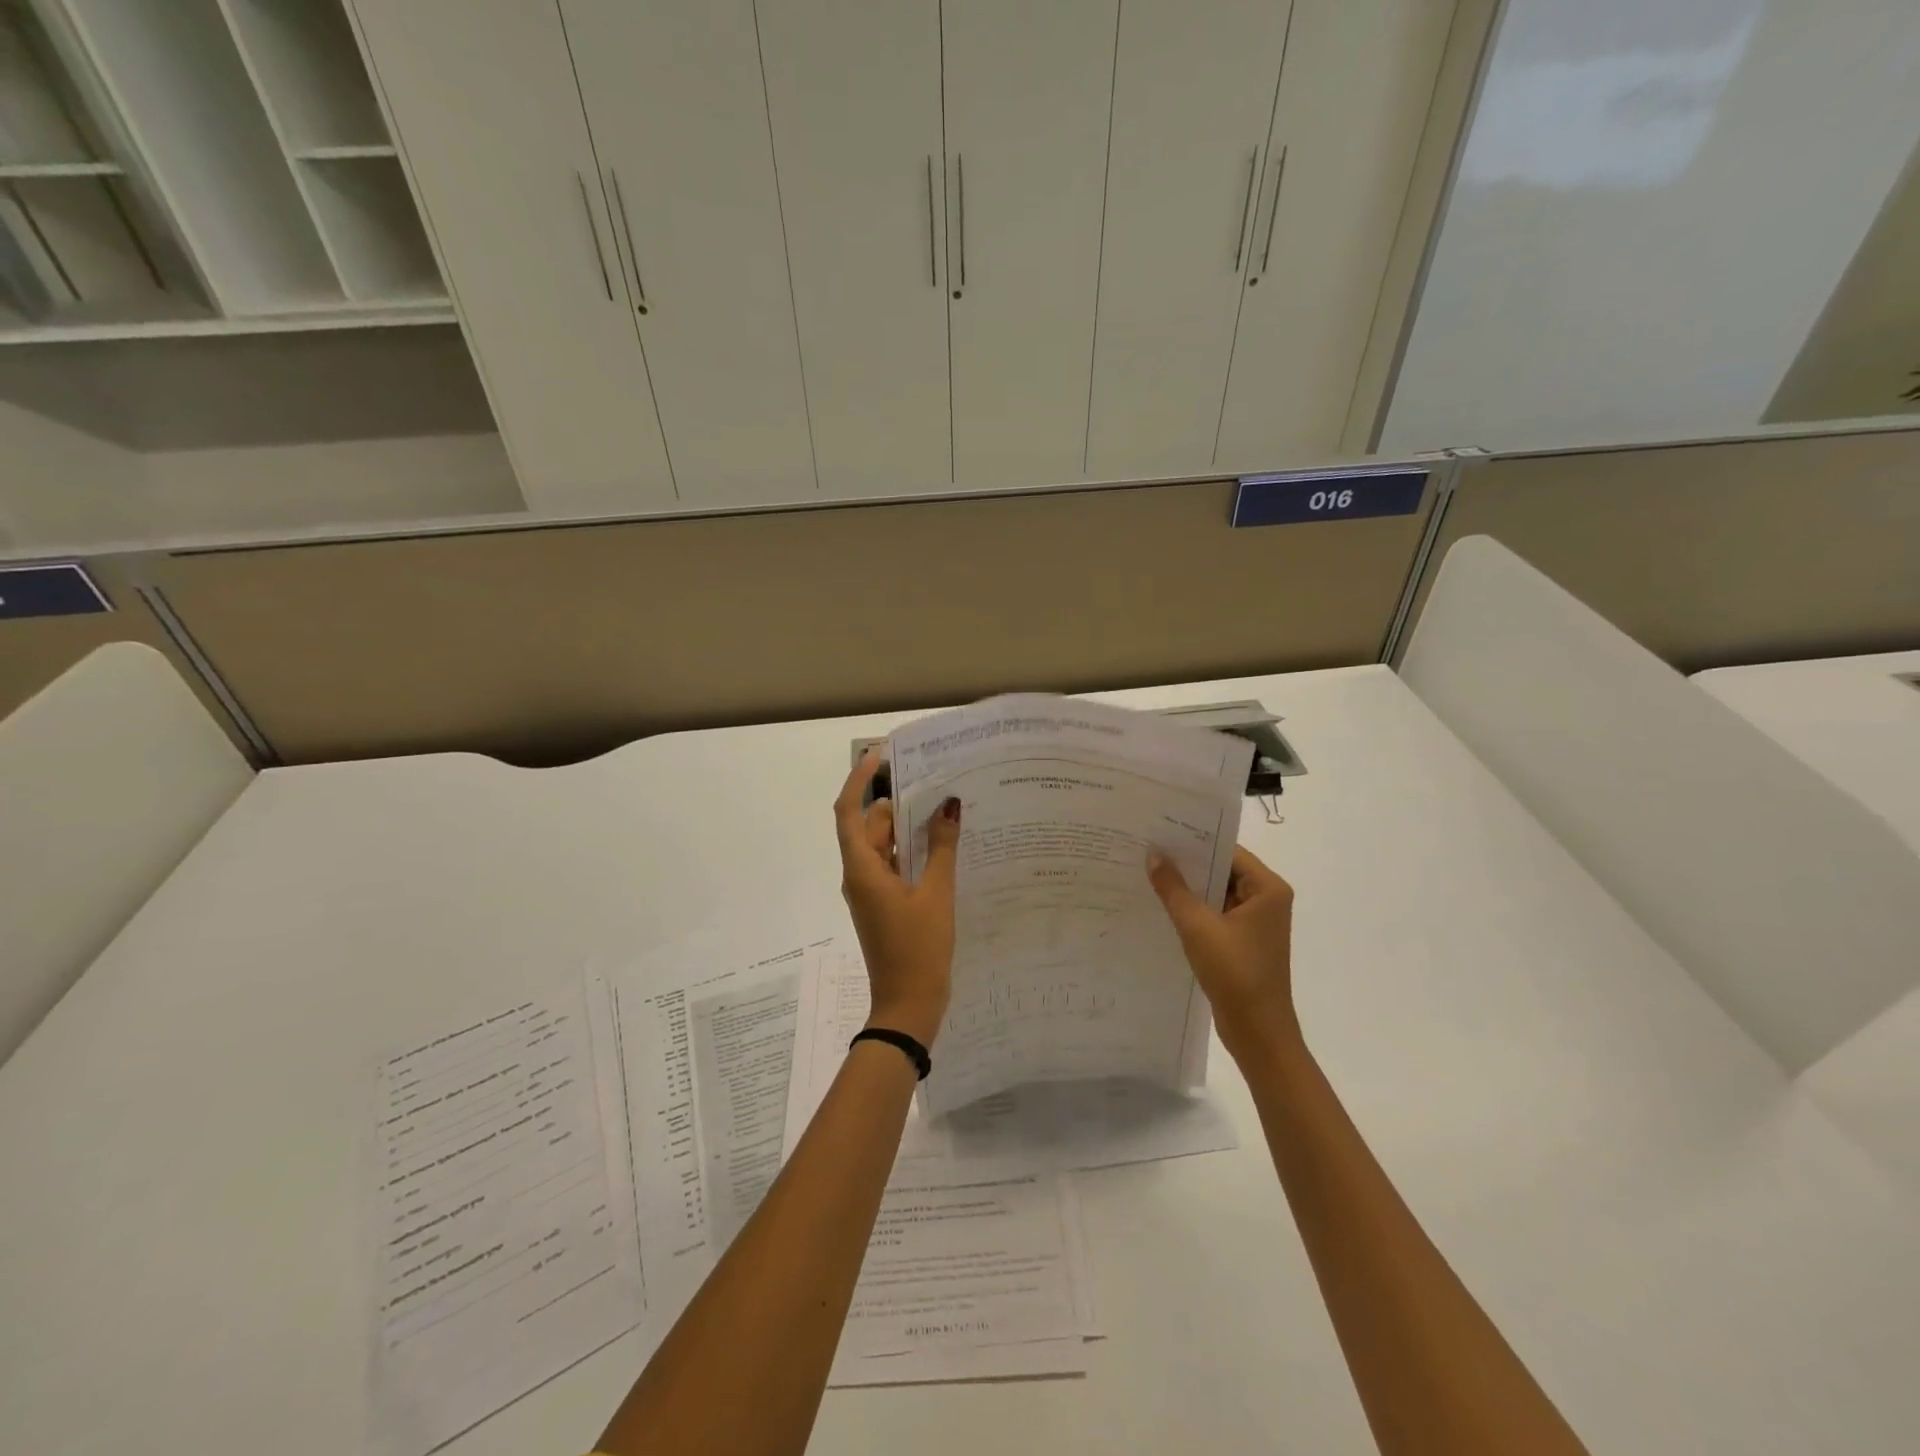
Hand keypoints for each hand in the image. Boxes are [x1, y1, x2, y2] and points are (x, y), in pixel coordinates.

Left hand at [834, 751, 961, 1047]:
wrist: (908, 1005)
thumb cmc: (919, 948)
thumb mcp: (936, 894)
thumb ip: (940, 848)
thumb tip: (948, 806)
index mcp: (862, 870)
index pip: (848, 812)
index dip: (859, 780)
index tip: (878, 756)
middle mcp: (859, 876)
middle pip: (869, 826)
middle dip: (894, 802)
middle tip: (929, 781)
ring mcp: (870, 892)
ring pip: (881, 847)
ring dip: (904, 828)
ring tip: (941, 808)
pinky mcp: (882, 905)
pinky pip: (891, 867)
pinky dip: (909, 852)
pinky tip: (940, 847)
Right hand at [1147, 845, 1297, 1060]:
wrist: (1258, 1032)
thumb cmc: (1235, 973)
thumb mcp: (1197, 926)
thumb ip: (1173, 888)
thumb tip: (1153, 854)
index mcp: (1268, 889)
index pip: (1228, 850)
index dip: (1195, 840)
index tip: (1161, 832)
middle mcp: (1266, 900)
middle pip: (1222, 869)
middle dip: (1188, 863)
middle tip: (1148, 849)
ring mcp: (1255, 922)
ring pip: (1216, 893)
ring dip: (1188, 888)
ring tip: (1149, 873)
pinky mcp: (1243, 942)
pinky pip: (1215, 914)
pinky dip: (1193, 909)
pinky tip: (1162, 905)